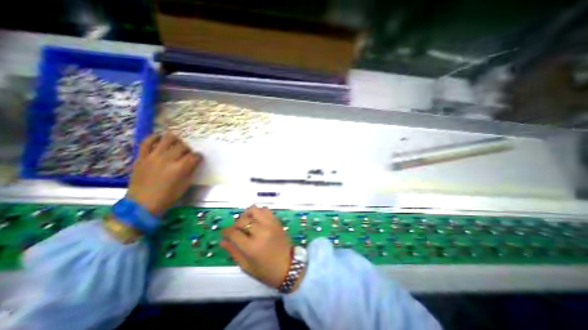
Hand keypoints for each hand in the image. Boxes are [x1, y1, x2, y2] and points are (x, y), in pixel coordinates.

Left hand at [128, 132, 203, 214]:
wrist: (142, 204)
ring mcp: (153, 156)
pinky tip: (159, 138)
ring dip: (175, 141)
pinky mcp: (141, 157)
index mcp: (180, 168)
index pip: (194, 156)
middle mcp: (167, 159)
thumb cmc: (168, 196)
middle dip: (188, 149)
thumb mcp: (185, 185)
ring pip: (167, 139)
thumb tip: (194, 162)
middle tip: (187, 154)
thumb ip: (191, 171)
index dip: (198, 156)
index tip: (198, 158)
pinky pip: (146, 142)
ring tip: (176, 145)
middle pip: (183, 146)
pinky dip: (154, 138)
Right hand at [219, 205, 300, 288]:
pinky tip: (257, 220)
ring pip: (255, 210)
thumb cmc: (266, 271)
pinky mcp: (277, 221)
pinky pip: (266, 210)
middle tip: (236, 230)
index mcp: (252, 246)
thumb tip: (222, 241)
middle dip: (236, 224)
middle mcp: (261, 231)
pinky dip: (259, 212)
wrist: (289, 267)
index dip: (226, 232)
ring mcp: (270, 224)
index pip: (234, 233)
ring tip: (246, 222)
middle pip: (243, 220)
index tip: (224, 233)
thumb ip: (233, 251)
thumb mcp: (246, 266)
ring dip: (247, 214)